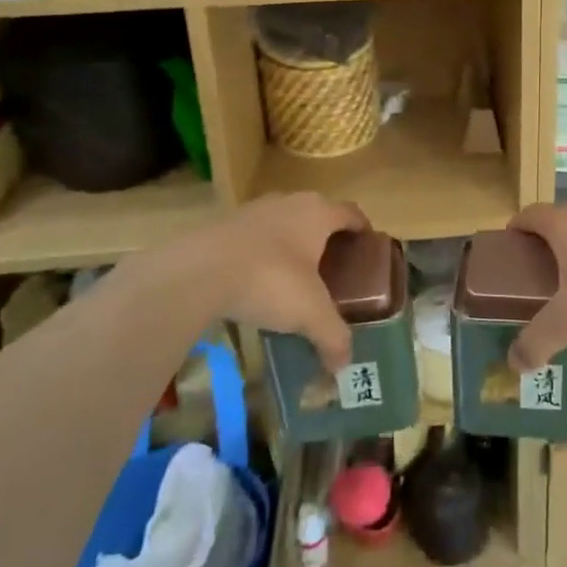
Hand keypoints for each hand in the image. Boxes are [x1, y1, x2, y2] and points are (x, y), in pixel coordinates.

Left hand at [178, 193, 369, 369]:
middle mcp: (290, 201)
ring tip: (295, 279)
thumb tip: (343, 365)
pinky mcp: (224, 224)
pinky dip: (263, 254)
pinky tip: (257, 282)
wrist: (197, 270)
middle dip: (328, 239)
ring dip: (293, 245)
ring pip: (285, 224)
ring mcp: (255, 209)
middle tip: (335, 270)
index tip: (368, 249)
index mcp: (318, 213)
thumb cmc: (269, 280)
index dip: (363, 230)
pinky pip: (255, 237)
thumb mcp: (309, 313)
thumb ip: (332, 336)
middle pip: (318, 215)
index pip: (352, 213)